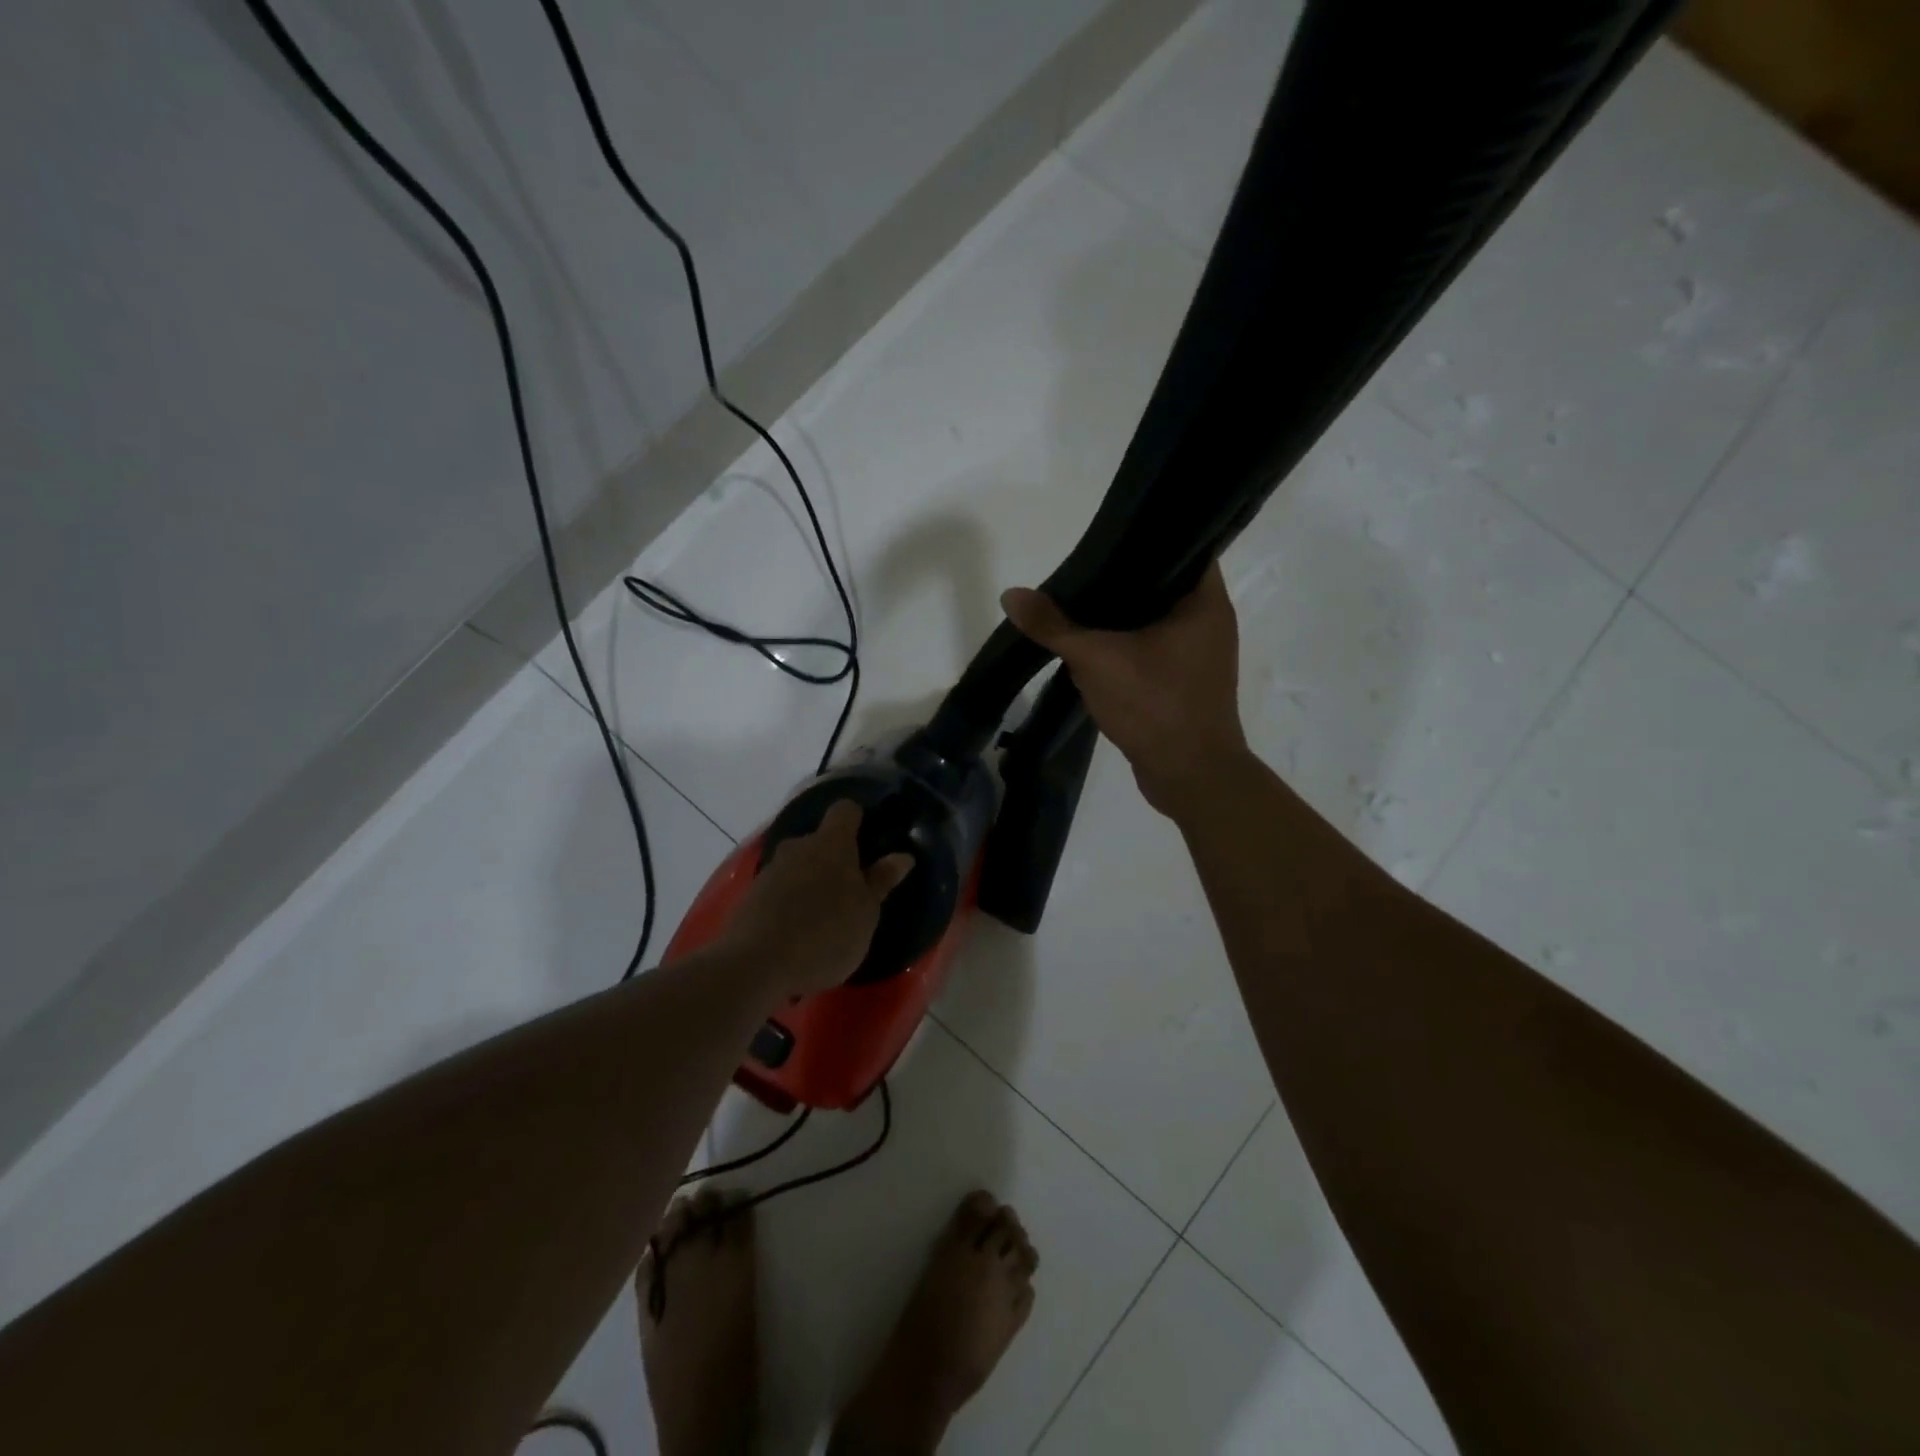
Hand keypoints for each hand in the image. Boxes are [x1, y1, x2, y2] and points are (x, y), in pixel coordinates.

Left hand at [721, 800, 915, 997]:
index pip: (845, 810)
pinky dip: (789, 903)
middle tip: (849, 890)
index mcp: (832, 843)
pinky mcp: (750, 896)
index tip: (869, 838)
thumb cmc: (826, 933)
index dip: (858, 818)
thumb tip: (902, 856)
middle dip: (833, 858)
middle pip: (819, 840)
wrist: (756, 964)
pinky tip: (796, 933)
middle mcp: (798, 847)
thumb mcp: (866, 913)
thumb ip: (881, 881)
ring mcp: (770, 870)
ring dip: (809, 882)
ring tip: (822, 918)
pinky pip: (778, 890)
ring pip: (797, 866)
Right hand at [1002, 563, 1250, 816]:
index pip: (1183, 547)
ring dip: (1123, 616)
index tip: (1106, 538)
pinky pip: (1154, 649)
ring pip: (1156, 620)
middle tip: (1081, 569)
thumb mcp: (1097, 660)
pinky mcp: (1185, 682)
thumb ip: (1054, 627)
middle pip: (1163, 584)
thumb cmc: (1156, 706)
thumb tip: (1011, 594)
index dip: (1146, 538)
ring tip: (1080, 601)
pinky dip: (1128, 645)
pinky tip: (1094, 645)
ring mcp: (1200, 655)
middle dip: (1123, 579)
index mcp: (1205, 602)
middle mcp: (1209, 622)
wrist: (1190, 777)